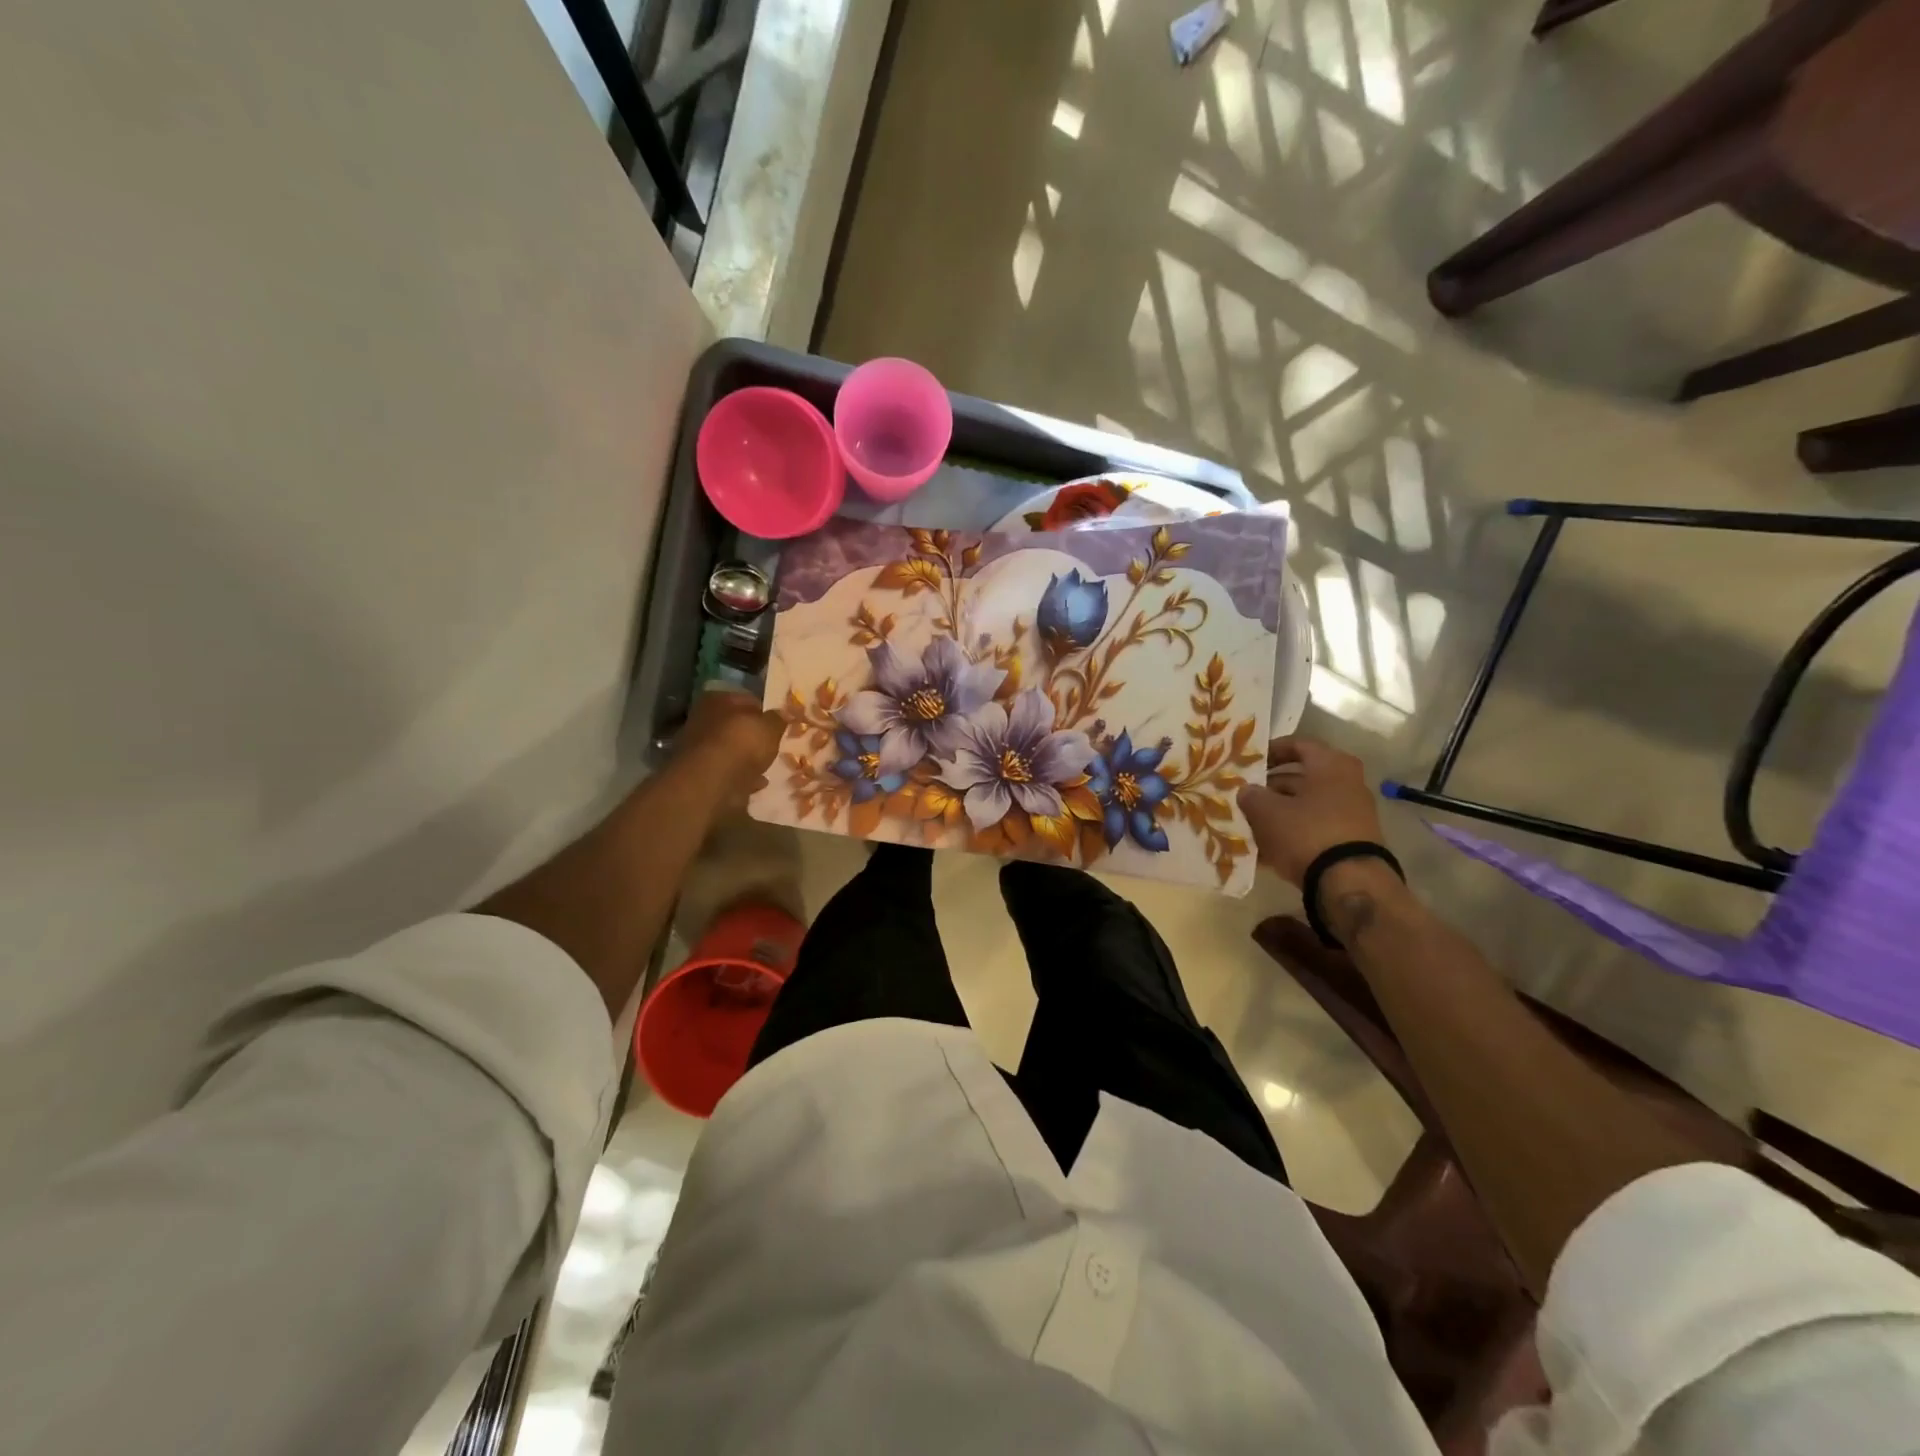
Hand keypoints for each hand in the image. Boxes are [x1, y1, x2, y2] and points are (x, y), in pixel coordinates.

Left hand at [675, 688, 782, 808]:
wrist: (712, 782)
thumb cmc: (742, 743)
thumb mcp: (770, 727)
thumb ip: (778, 719)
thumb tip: (782, 714)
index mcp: (717, 700)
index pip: (746, 700)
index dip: (764, 711)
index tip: (779, 723)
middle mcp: (702, 719)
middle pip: (734, 726)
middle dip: (752, 735)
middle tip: (772, 745)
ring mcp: (698, 748)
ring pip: (730, 749)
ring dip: (745, 757)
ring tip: (767, 765)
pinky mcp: (700, 774)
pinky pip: (727, 771)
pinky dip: (741, 776)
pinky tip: (757, 782)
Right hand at [1235, 736, 1385, 887]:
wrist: (1349, 882)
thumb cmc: (1306, 832)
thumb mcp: (1267, 812)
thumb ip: (1252, 796)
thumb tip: (1246, 790)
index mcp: (1331, 765)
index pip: (1298, 745)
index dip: (1271, 750)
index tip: (1250, 762)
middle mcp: (1347, 783)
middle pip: (1302, 777)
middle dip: (1271, 787)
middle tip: (1245, 796)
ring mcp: (1352, 813)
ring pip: (1307, 805)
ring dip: (1279, 812)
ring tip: (1250, 824)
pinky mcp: (1351, 840)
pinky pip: (1315, 828)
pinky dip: (1293, 832)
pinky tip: (1267, 848)